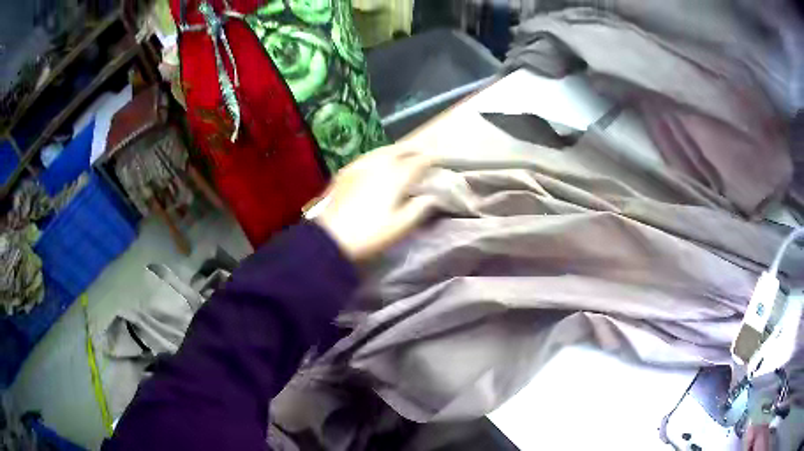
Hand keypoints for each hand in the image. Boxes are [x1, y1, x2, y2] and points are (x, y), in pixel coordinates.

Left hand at [312, 144, 437, 260]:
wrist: (329, 238)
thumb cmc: (369, 234)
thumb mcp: (400, 226)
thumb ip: (419, 209)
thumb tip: (432, 197)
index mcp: (395, 176)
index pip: (418, 162)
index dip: (431, 159)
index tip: (439, 160)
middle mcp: (379, 164)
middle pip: (400, 149)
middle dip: (414, 149)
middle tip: (424, 153)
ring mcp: (360, 165)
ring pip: (383, 149)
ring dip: (397, 149)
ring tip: (404, 154)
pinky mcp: (346, 171)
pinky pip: (368, 156)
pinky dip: (379, 155)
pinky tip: (379, 161)